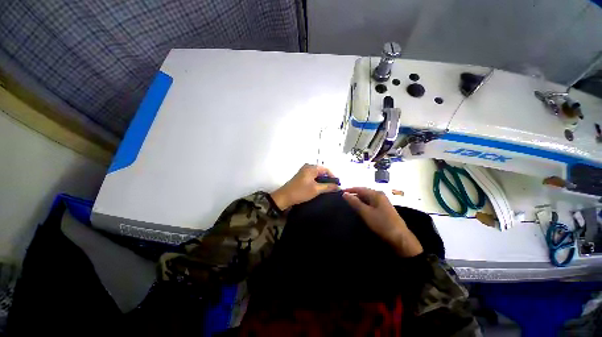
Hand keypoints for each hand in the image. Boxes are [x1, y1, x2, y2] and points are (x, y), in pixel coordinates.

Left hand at [270, 164, 338, 210]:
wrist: (284, 197)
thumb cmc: (300, 192)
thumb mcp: (316, 189)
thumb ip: (328, 187)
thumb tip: (339, 187)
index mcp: (311, 167)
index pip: (326, 169)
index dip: (333, 176)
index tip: (337, 185)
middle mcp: (308, 167)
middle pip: (322, 171)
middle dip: (328, 179)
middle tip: (333, 188)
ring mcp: (304, 171)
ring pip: (317, 175)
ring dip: (323, 181)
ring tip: (328, 189)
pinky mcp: (301, 177)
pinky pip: (312, 177)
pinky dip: (317, 182)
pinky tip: (320, 189)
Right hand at [343, 187, 422, 256]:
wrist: (399, 237)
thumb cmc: (381, 223)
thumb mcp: (365, 212)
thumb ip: (355, 202)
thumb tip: (345, 194)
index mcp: (376, 194)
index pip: (360, 188)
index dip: (350, 190)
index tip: (341, 192)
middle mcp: (380, 195)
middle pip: (364, 192)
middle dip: (354, 194)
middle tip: (344, 198)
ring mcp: (382, 202)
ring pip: (367, 198)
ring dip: (358, 199)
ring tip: (349, 203)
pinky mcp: (383, 208)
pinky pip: (371, 203)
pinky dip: (364, 204)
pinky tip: (359, 208)